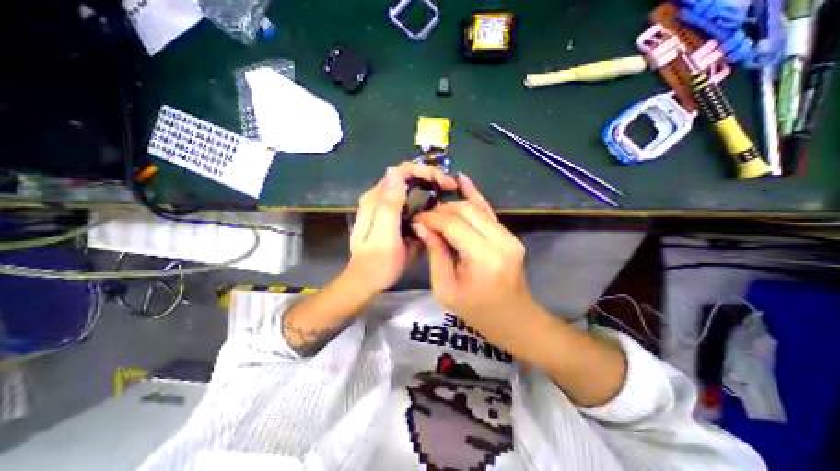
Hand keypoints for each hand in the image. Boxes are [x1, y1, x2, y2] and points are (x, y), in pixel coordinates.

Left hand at [344, 161, 455, 293]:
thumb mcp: (385, 235)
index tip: (446, 183)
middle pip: (405, 177)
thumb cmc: (378, 262)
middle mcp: (378, 198)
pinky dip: (422, 201)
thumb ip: (389, 205)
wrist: (366, 281)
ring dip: (427, 188)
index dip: (426, 172)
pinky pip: (407, 201)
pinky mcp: (389, 217)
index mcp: (376, 199)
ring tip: (445, 197)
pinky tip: (432, 209)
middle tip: (449, 188)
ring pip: (407, 188)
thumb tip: (395, 172)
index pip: (402, 171)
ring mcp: (383, 207)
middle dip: (429, 178)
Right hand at [412, 175, 538, 339]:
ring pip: (476, 207)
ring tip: (435, 210)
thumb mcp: (445, 288)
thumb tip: (422, 226)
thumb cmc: (476, 311)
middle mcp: (500, 241)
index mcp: (483, 258)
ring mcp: (509, 236)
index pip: (453, 225)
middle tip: (424, 217)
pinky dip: (474, 196)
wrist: (513, 318)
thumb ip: (435, 253)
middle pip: (465, 211)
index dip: (432, 218)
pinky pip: (488, 211)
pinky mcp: (509, 235)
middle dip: (441, 210)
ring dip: (453, 205)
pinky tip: (463, 180)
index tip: (416, 219)